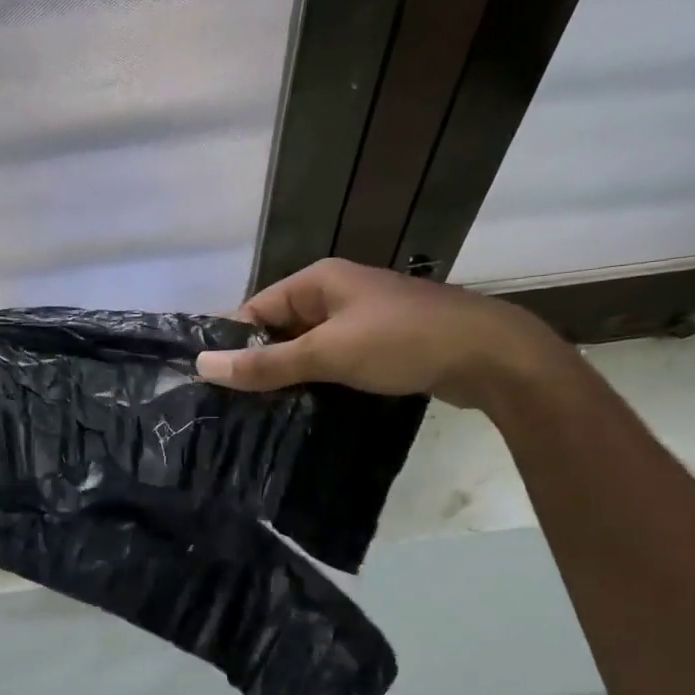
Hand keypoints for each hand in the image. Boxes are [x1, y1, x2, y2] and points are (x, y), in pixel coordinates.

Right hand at [195, 258, 566, 409]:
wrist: (491, 356)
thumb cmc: (402, 342)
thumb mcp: (327, 353)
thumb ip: (265, 362)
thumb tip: (203, 365)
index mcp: (318, 280)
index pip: (256, 308)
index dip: (233, 343)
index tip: (213, 384)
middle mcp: (336, 292)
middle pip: (279, 328)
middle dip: (258, 363)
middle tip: (232, 406)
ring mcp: (360, 319)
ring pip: (306, 347)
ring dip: (287, 375)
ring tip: (259, 413)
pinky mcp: (379, 345)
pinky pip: (333, 360)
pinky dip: (316, 380)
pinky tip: (302, 409)